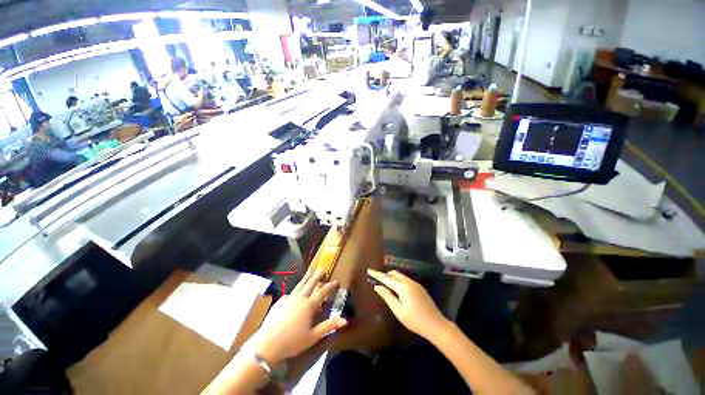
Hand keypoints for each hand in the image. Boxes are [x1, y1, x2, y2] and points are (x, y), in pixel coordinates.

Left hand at [245, 268, 346, 365]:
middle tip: (322, 269)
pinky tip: (293, 293)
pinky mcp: (279, 303)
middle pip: (310, 283)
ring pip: (299, 285)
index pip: (322, 292)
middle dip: (317, 276)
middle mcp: (299, 298)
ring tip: (310, 272)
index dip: (330, 286)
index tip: (336, 281)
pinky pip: (289, 294)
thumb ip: (329, 326)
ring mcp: (288, 299)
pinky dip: (294, 291)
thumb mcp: (313, 336)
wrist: (266, 345)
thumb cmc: (292, 342)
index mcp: (308, 305)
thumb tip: (344, 320)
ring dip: (306, 278)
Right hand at [368, 269, 448, 339]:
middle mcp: (409, 282)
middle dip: (385, 274)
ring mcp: (415, 284)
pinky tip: (396, 288)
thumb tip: (377, 286)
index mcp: (402, 287)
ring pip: (400, 276)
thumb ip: (387, 296)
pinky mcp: (419, 288)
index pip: (386, 278)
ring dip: (392, 277)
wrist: (436, 325)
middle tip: (376, 278)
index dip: (377, 274)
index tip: (369, 270)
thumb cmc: (414, 320)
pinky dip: (398, 280)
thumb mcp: (398, 310)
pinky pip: (405, 279)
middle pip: (394, 274)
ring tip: (385, 283)